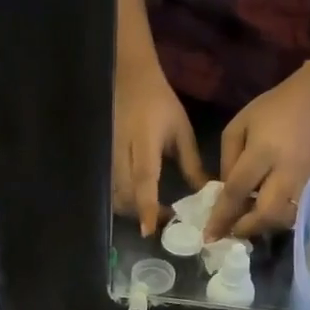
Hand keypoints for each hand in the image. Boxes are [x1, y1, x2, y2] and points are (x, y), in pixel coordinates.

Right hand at [112, 56, 204, 235]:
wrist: (129, 79)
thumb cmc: (159, 104)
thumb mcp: (181, 131)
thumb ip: (192, 165)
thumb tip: (206, 194)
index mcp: (143, 143)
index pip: (143, 179)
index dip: (146, 206)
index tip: (149, 230)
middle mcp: (121, 153)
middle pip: (124, 196)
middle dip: (141, 214)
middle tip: (162, 221)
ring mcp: (108, 157)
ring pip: (114, 195)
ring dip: (131, 210)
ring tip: (152, 213)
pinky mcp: (103, 160)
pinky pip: (110, 188)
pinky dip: (124, 200)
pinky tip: (138, 200)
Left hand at [205, 67, 309, 240]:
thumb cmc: (270, 111)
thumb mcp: (237, 127)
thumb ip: (227, 162)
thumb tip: (225, 194)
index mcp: (262, 152)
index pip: (238, 190)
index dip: (221, 215)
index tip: (208, 235)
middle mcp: (285, 171)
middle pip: (266, 213)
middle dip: (245, 228)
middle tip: (229, 231)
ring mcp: (302, 182)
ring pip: (282, 219)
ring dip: (261, 227)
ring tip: (244, 224)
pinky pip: (292, 214)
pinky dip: (274, 221)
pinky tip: (261, 216)